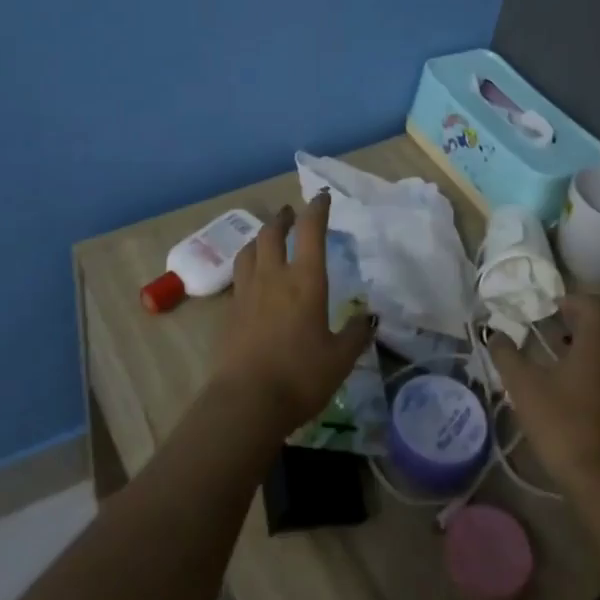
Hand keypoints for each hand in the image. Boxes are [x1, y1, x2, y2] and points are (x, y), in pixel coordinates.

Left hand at [211, 192, 374, 438]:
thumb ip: (356, 334)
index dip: (317, 210)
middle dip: (282, 218)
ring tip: (266, 237)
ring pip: (250, 250)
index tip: (321, 197)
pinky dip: (248, 265)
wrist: (246, 401)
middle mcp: (274, 277)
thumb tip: (370, 316)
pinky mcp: (230, 311)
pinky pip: (239, 275)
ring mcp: (247, 292)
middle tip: (289, 213)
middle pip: (272, 233)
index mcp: (306, 281)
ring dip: (260, 237)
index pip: (311, 232)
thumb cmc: (300, 376)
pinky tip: (252, 278)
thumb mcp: (340, 359)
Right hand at [488, 293, 599, 498]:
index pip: (595, 305)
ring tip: (573, 372)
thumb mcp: (523, 387)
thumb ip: (507, 355)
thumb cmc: (563, 426)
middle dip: (588, 330)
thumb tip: (494, 334)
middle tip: (562, 341)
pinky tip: (587, 403)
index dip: (574, 302)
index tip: (553, 311)